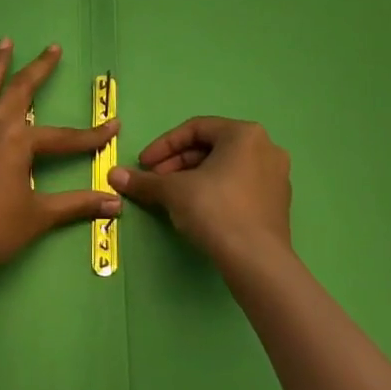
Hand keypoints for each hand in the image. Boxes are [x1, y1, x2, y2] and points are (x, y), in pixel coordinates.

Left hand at [0, 39, 121, 282]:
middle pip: (20, 91)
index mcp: (19, 142)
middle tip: (52, 48)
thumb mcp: (39, 217)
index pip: (64, 137)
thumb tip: (115, 203)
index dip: (91, 135)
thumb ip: (77, 205)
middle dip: (39, 69)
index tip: (114, 127)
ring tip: (3, 43)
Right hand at [108, 117, 292, 271]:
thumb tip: (113, 175)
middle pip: (211, 147)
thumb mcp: (172, 191)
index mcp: (244, 134)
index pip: (195, 129)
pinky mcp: (277, 203)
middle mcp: (265, 147)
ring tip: (171, 197)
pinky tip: (196, 210)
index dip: (163, 145)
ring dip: (193, 177)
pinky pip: (239, 186)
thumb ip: (144, 180)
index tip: (143, 165)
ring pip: (224, 168)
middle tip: (155, 181)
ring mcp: (276, 176)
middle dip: (177, 163)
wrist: (256, 260)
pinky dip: (214, 191)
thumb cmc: (215, 210)